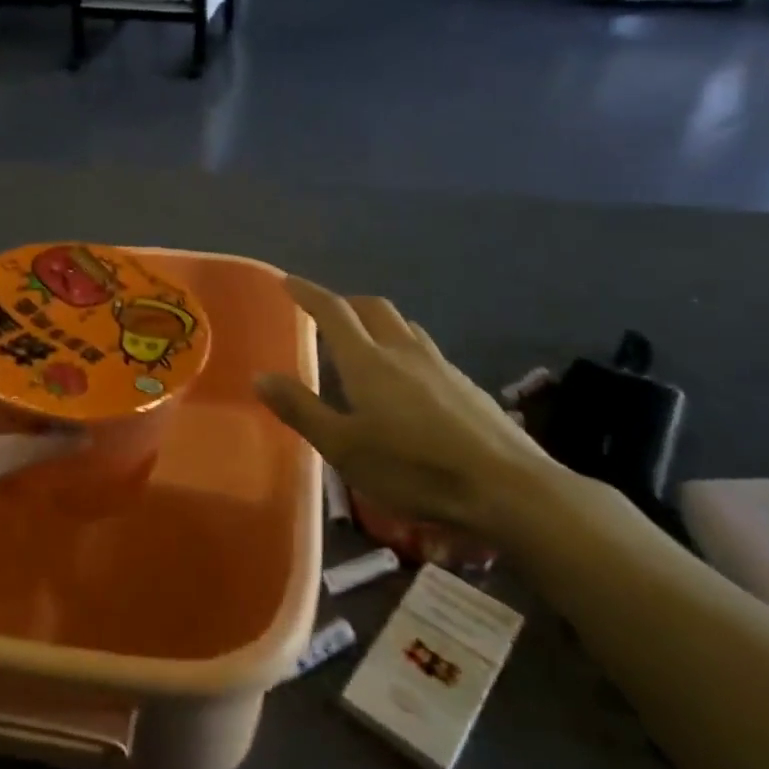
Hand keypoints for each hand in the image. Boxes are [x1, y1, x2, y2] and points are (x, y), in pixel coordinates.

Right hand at [254, 276, 563, 544]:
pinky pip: (426, 351)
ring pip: (404, 327)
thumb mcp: (343, 448)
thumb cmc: (414, 469)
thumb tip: (261, 375)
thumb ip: (301, 409)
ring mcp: (441, 366)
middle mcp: (404, 351)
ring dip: (377, 324)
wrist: (507, 487)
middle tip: (325, 316)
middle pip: (372, 308)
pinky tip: (407, 384)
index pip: (332, 311)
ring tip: (364, 346)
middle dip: (345, 304)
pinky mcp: (466, 386)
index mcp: (368, 362)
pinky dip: (404, 350)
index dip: (307, 293)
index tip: (288, 281)